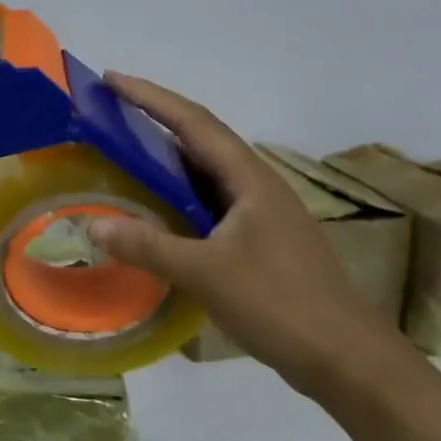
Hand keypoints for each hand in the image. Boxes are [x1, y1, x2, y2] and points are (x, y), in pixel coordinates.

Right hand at [86, 73, 417, 401]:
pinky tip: (155, 207)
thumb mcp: (207, 274)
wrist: (348, 361)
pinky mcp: (258, 241)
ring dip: (165, 156)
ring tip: (123, 150)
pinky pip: (207, 200)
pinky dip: (176, 192)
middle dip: (155, 118)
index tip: (111, 79)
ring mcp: (260, 214)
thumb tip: (92, 224)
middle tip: (110, 110)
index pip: (193, 122)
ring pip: (204, 171)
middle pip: (200, 138)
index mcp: (249, 179)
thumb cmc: (281, 304)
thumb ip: (148, 246)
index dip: (150, 97)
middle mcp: (256, 186)